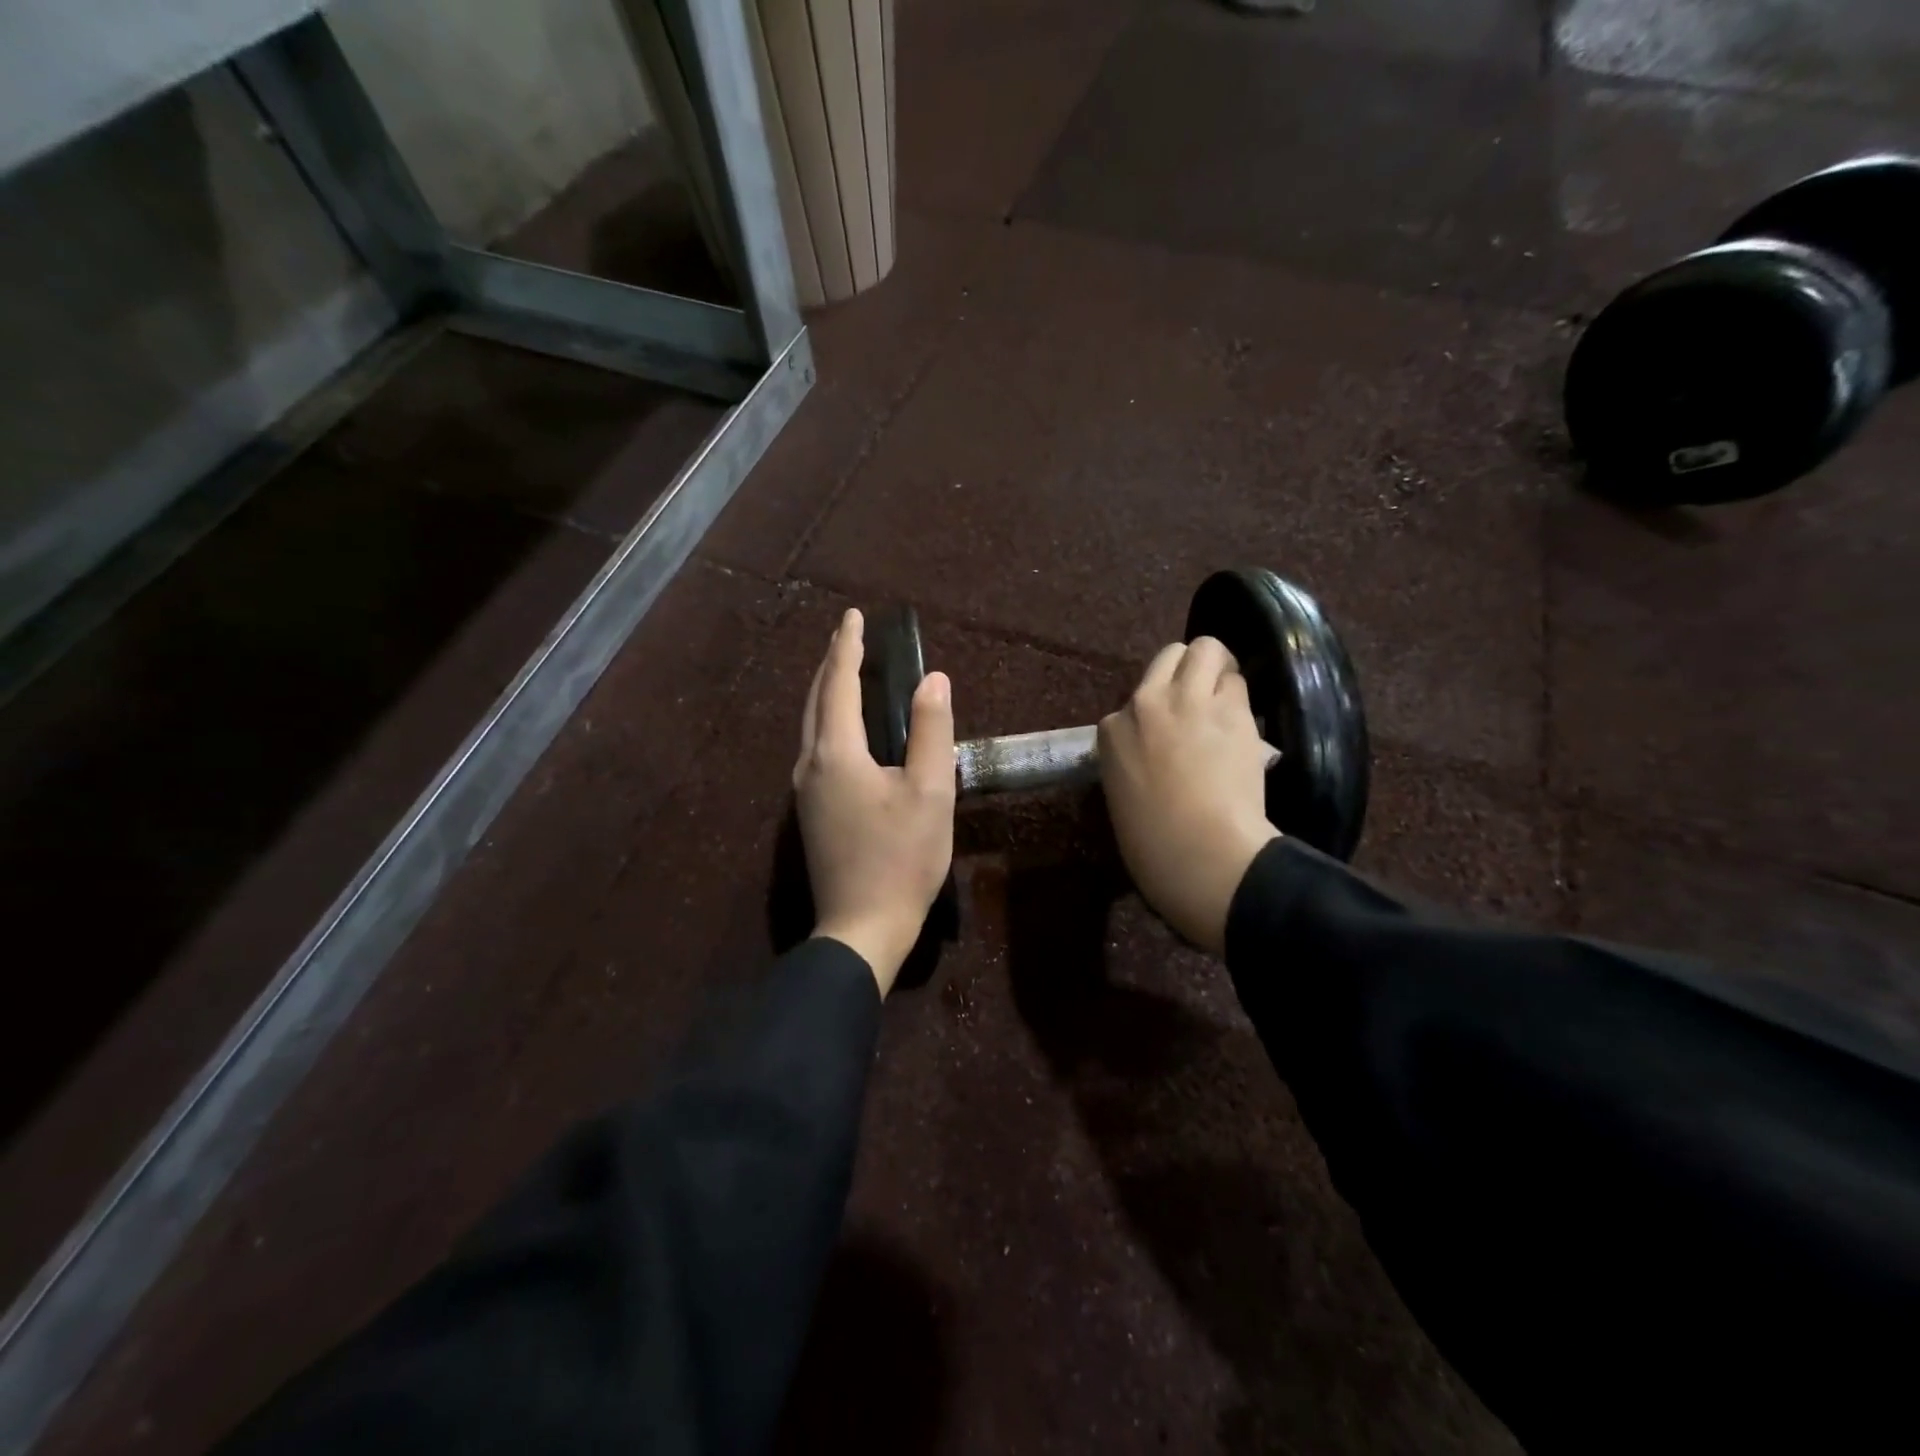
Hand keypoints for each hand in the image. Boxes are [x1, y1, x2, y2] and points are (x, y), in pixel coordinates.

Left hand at [794, 609, 956, 996]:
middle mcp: (810, 764)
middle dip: (831, 663)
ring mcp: (804, 790)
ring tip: (846, 670)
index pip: (838, 684)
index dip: (848, 647)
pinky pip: (815, 747)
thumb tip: (933, 679)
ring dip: (826, 691)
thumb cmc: (902, 859)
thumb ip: (930, 731)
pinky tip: (844, 726)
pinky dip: (828, 720)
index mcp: (837, 754)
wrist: (862, 927)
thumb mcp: (930, 791)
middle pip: (815, 700)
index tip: (854, 616)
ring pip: (810, 724)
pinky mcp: (809, 811)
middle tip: (849, 635)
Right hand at [1098, 638, 1279, 954]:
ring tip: (1227, 702)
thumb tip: (1159, 756)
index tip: (1170, 736)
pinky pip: (1238, 683)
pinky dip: (1241, 698)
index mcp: (1112, 732)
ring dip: (1218, 671)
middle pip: (1169, 656)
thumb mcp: (1122, 796)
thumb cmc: (1153, 844)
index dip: (1158, 714)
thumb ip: (1134, 761)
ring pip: (1206, 649)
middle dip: (1188, 669)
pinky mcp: (1230, 708)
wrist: (1199, 852)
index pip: (1136, 700)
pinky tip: (1244, 724)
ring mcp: (1188, 700)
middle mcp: (1145, 703)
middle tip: (1203, 696)